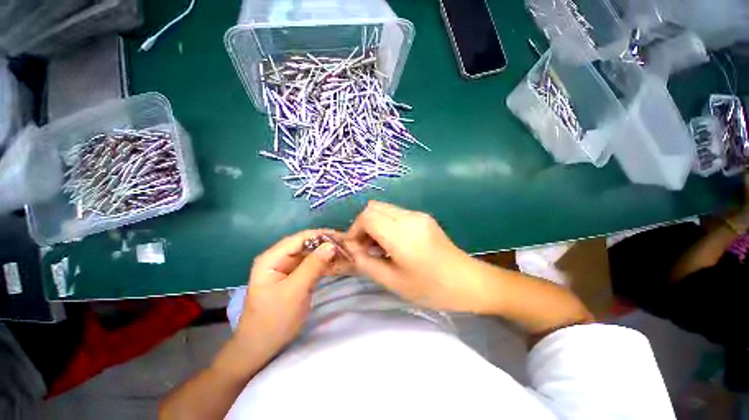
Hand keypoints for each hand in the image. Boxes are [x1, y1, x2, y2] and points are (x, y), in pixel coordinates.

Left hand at [233, 230, 340, 366]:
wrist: (261, 347)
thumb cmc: (274, 320)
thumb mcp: (295, 291)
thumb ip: (313, 266)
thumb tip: (331, 245)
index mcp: (272, 258)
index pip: (300, 238)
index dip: (322, 235)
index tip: (342, 237)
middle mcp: (278, 258)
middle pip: (306, 244)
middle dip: (326, 244)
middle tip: (347, 247)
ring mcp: (286, 268)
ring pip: (310, 254)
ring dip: (326, 254)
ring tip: (345, 254)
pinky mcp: (294, 277)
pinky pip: (311, 265)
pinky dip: (323, 264)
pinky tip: (336, 264)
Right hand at [346, 201, 490, 312]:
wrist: (468, 282)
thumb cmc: (431, 288)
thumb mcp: (393, 282)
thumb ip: (366, 263)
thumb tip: (351, 250)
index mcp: (401, 234)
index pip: (367, 217)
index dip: (354, 230)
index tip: (354, 247)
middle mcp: (409, 217)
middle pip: (373, 207)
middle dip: (362, 225)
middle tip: (364, 247)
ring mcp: (418, 214)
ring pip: (384, 208)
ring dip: (374, 223)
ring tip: (377, 246)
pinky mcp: (423, 217)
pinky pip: (396, 213)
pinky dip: (386, 223)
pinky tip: (392, 242)